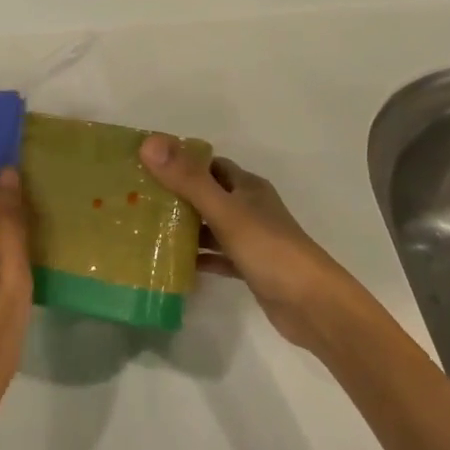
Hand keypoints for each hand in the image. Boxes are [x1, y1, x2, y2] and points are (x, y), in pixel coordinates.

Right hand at [138, 136, 363, 351]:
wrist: (312, 305)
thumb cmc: (269, 249)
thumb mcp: (225, 211)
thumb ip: (188, 180)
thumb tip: (149, 143)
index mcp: (247, 187)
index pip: (209, 164)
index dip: (180, 161)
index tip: (146, 165)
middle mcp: (249, 208)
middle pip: (208, 194)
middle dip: (176, 195)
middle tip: (137, 199)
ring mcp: (251, 239)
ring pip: (211, 226)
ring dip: (185, 227)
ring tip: (146, 230)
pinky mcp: (249, 268)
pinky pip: (217, 256)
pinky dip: (198, 258)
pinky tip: (172, 264)